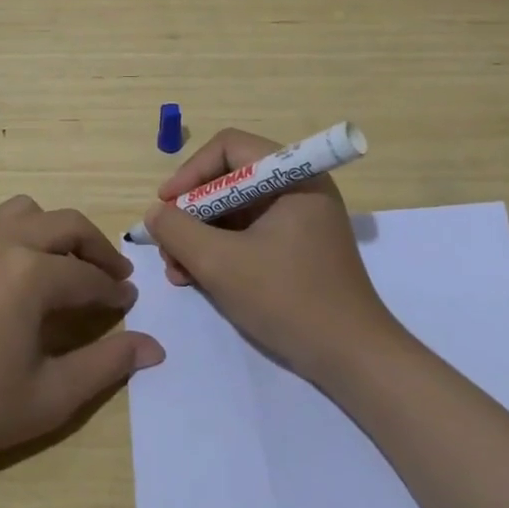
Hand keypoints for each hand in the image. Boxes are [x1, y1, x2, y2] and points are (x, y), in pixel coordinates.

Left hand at [0, 196, 164, 482]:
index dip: (114, 291)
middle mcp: (2, 241)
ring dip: (49, 230)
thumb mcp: (51, 396)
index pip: (89, 276)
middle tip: (110, 277)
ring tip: (58, 263)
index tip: (129, 303)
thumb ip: (108, 364)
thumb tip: (155, 347)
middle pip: (66, 225)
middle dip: (95, 248)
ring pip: (23, 210)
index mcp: (32, 274)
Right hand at [145, 128, 401, 382]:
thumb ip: (178, 230)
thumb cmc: (288, 300)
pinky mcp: (298, 246)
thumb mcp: (220, 263)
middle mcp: (299, 187)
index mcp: (293, 175)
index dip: (191, 172)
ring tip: (178, 272)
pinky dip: (221, 250)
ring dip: (201, 236)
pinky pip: (249, 233)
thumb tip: (156, 213)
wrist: (353, 359)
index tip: (165, 206)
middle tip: (168, 246)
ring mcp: (300, 218)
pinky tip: (198, 278)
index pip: (230, 148)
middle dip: (192, 213)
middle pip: (230, 180)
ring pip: (235, 210)